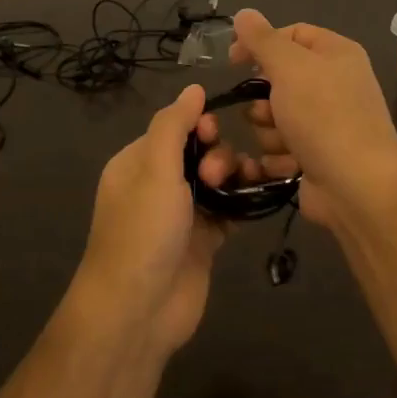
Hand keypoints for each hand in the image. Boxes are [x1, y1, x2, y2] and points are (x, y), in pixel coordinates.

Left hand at [71, 84, 240, 353]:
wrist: (139, 309)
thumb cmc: (143, 232)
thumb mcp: (154, 170)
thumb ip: (173, 125)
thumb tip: (193, 87)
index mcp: (137, 164)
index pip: (173, 128)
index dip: (198, 126)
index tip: (212, 133)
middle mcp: (158, 186)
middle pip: (200, 153)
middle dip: (218, 155)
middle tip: (218, 175)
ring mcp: (183, 215)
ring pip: (218, 181)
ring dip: (235, 176)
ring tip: (243, 187)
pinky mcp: (204, 242)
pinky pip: (229, 211)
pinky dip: (243, 203)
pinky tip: (258, 198)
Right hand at [225, 9, 396, 228]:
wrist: (356, 186)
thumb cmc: (324, 117)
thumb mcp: (290, 68)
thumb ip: (263, 40)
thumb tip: (244, 13)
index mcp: (336, 54)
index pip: (292, 34)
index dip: (260, 44)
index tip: (232, 61)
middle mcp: (334, 85)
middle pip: (278, 80)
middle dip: (265, 100)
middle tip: (270, 111)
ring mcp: (326, 124)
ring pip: (274, 118)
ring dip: (271, 132)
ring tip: (286, 143)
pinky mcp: (316, 157)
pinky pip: (281, 149)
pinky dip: (281, 158)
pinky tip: (291, 165)